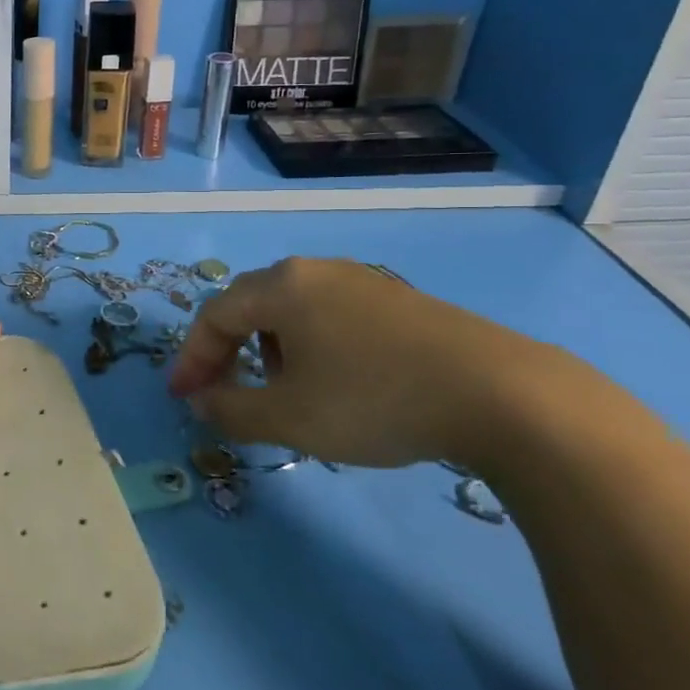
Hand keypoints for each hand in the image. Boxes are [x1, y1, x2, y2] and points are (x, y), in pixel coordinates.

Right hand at [169, 257, 574, 467]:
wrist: (505, 396)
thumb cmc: (374, 400)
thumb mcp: (288, 418)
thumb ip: (230, 410)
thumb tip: (200, 402)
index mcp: (280, 286)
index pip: (213, 315)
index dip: (192, 358)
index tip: (184, 398)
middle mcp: (315, 271)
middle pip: (249, 304)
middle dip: (227, 350)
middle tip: (224, 390)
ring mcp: (363, 281)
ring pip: (292, 308)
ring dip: (269, 347)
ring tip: (284, 389)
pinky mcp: (401, 301)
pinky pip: (332, 314)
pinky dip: (312, 345)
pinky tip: (337, 381)